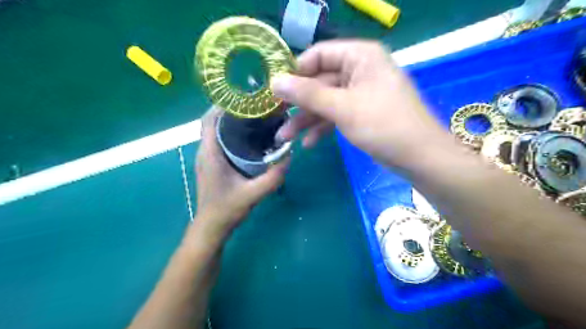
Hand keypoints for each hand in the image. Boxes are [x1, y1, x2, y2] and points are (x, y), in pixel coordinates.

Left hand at [194, 107, 290, 239]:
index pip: (209, 120)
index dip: (222, 105)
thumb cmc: (227, 210)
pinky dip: (230, 132)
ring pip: (215, 130)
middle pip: (212, 121)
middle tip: (254, 107)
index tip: (243, 98)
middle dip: (230, 110)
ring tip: (253, 117)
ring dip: (230, 120)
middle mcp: (205, 151)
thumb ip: (273, 177)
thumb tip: (289, 156)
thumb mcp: (254, 194)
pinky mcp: (212, 163)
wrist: (211, 227)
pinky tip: (249, 136)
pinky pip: (218, 140)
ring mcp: (207, 157)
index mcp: (210, 153)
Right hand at [273, 40, 446, 168]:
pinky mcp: (360, 113)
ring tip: (285, 138)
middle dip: (298, 104)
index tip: (275, 91)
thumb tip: (274, 82)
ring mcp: (359, 93)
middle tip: (276, 121)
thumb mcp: (342, 107)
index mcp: (359, 56)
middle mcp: (359, 70)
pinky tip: (309, 143)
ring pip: (326, 102)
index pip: (318, 55)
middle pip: (319, 82)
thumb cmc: (382, 124)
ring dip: (306, 120)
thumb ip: (307, 94)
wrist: (418, 157)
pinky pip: (336, 115)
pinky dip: (322, 128)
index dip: (295, 71)